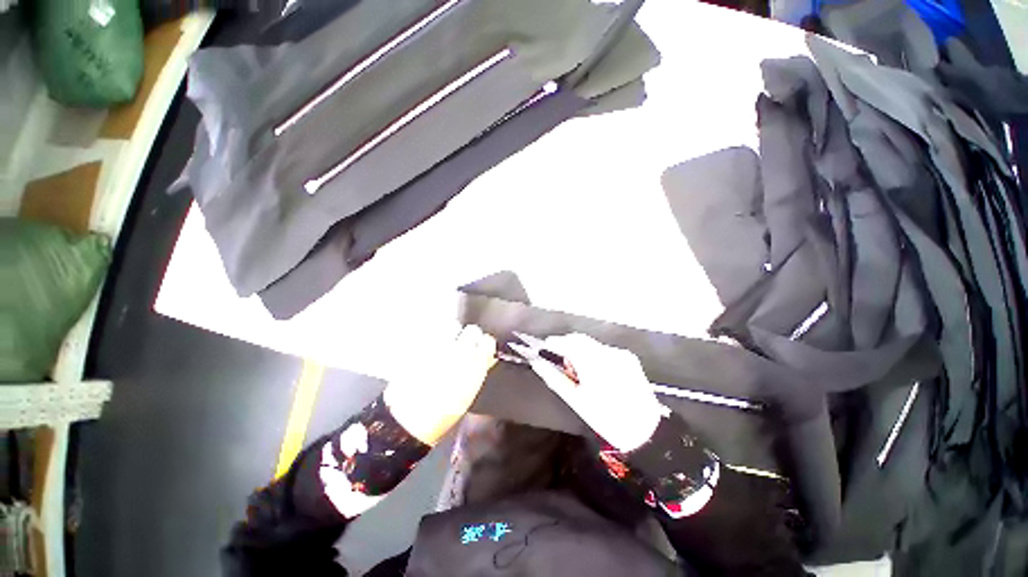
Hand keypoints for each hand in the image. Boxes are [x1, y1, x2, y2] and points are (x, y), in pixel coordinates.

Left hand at [384, 325, 496, 444]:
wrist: (407, 421)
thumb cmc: (442, 413)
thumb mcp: (469, 393)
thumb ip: (480, 369)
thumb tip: (488, 356)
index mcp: (474, 367)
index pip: (487, 341)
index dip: (485, 345)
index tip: (481, 348)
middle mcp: (458, 353)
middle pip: (472, 330)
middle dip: (470, 337)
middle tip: (464, 346)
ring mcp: (438, 347)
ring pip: (453, 326)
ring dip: (452, 333)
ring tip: (447, 345)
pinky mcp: (421, 346)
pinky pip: (433, 331)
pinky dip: (435, 336)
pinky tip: (433, 348)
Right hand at [527, 333, 664, 451]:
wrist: (645, 430)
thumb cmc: (606, 418)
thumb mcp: (576, 400)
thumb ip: (554, 378)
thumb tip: (537, 363)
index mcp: (593, 364)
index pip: (568, 343)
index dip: (554, 342)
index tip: (545, 346)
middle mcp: (608, 353)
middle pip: (580, 339)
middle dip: (567, 344)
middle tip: (560, 359)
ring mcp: (620, 353)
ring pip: (592, 343)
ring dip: (580, 349)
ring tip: (579, 369)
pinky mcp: (628, 357)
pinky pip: (604, 349)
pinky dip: (594, 354)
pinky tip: (595, 371)